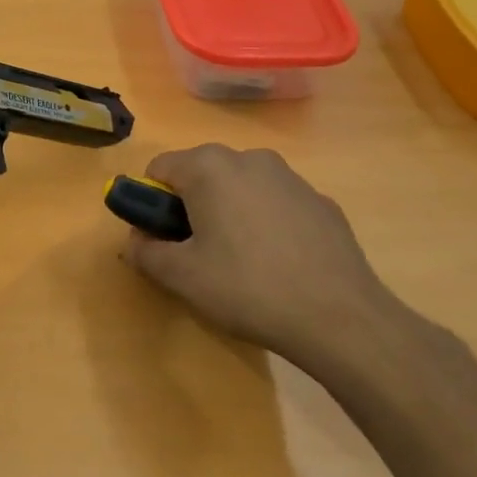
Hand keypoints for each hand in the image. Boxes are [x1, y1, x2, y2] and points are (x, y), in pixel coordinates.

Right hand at [121, 145, 401, 380]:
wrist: (339, 317)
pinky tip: (276, 263)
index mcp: (209, 167)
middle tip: (196, 252)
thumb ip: (144, 251)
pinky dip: (264, 223)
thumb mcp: (180, 276)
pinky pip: (274, 204)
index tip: (160, 238)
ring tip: (239, 261)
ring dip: (227, 212)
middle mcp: (250, 159)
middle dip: (189, 205)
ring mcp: (291, 178)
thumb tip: (137, 240)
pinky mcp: (321, 201)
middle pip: (201, 173)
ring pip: (240, 187)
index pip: (159, 168)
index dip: (150, 202)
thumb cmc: (246, 288)